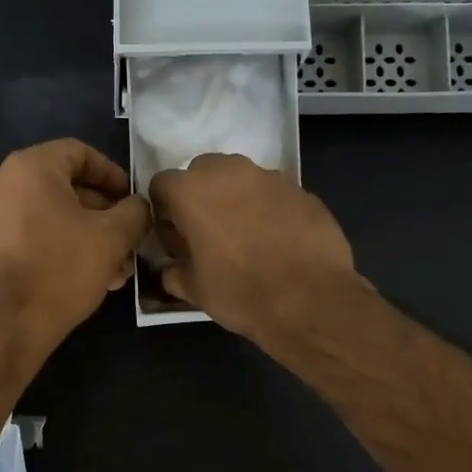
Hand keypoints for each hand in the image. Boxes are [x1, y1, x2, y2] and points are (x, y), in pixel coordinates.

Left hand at [0, 139, 150, 360]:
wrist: (5, 326)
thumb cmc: (60, 270)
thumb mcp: (112, 238)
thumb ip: (134, 212)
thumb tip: (138, 205)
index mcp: (28, 167)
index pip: (79, 153)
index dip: (113, 174)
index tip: (132, 200)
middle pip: (62, 187)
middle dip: (101, 214)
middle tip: (126, 240)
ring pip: (46, 216)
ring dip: (82, 236)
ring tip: (112, 268)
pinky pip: (25, 235)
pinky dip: (55, 247)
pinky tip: (81, 277)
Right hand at [148, 153, 363, 340]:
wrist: (309, 300)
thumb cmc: (240, 293)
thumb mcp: (192, 289)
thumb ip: (172, 270)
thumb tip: (171, 267)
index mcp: (192, 191)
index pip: (161, 185)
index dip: (164, 212)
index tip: (176, 239)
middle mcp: (228, 171)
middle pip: (202, 172)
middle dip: (200, 197)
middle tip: (208, 234)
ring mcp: (269, 177)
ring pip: (240, 179)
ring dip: (235, 199)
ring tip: (246, 237)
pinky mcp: (301, 189)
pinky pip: (273, 193)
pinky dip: (268, 209)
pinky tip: (277, 241)